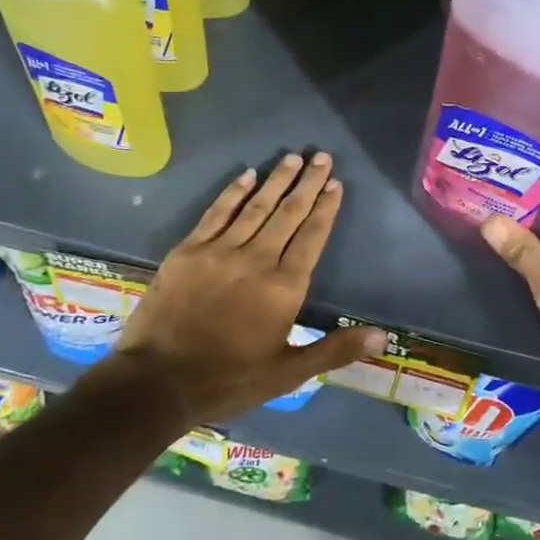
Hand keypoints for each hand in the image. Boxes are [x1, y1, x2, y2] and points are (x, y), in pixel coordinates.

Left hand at [108, 152, 388, 423]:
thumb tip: (383, 336)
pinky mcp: (189, 250)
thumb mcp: (288, 374)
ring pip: (256, 206)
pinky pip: (217, 213)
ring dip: (276, 180)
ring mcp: (220, 251)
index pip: (312, 237)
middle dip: (307, 183)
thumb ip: (335, 349)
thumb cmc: (228, 380)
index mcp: (284, 287)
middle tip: (321, 156)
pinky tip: (247, 175)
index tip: (335, 183)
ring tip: (293, 157)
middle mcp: (257, 259)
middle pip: (288, 213)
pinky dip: (233, 192)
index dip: (326, 208)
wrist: (156, 382)